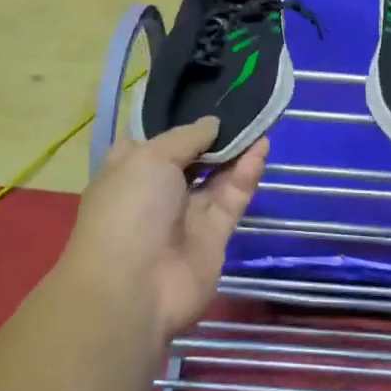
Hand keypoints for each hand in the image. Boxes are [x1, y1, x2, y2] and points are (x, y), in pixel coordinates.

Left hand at [60, 117, 266, 339]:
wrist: (134, 287)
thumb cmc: (129, 210)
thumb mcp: (150, 157)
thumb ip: (187, 137)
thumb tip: (213, 123)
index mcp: (129, 172)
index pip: (154, 144)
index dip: (179, 127)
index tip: (207, 103)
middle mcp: (157, 193)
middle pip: (191, 160)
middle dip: (214, 138)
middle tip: (243, 109)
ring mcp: (185, 216)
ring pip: (216, 178)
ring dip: (236, 152)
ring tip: (260, 122)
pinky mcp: (214, 237)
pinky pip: (231, 198)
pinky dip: (246, 174)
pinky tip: (262, 148)